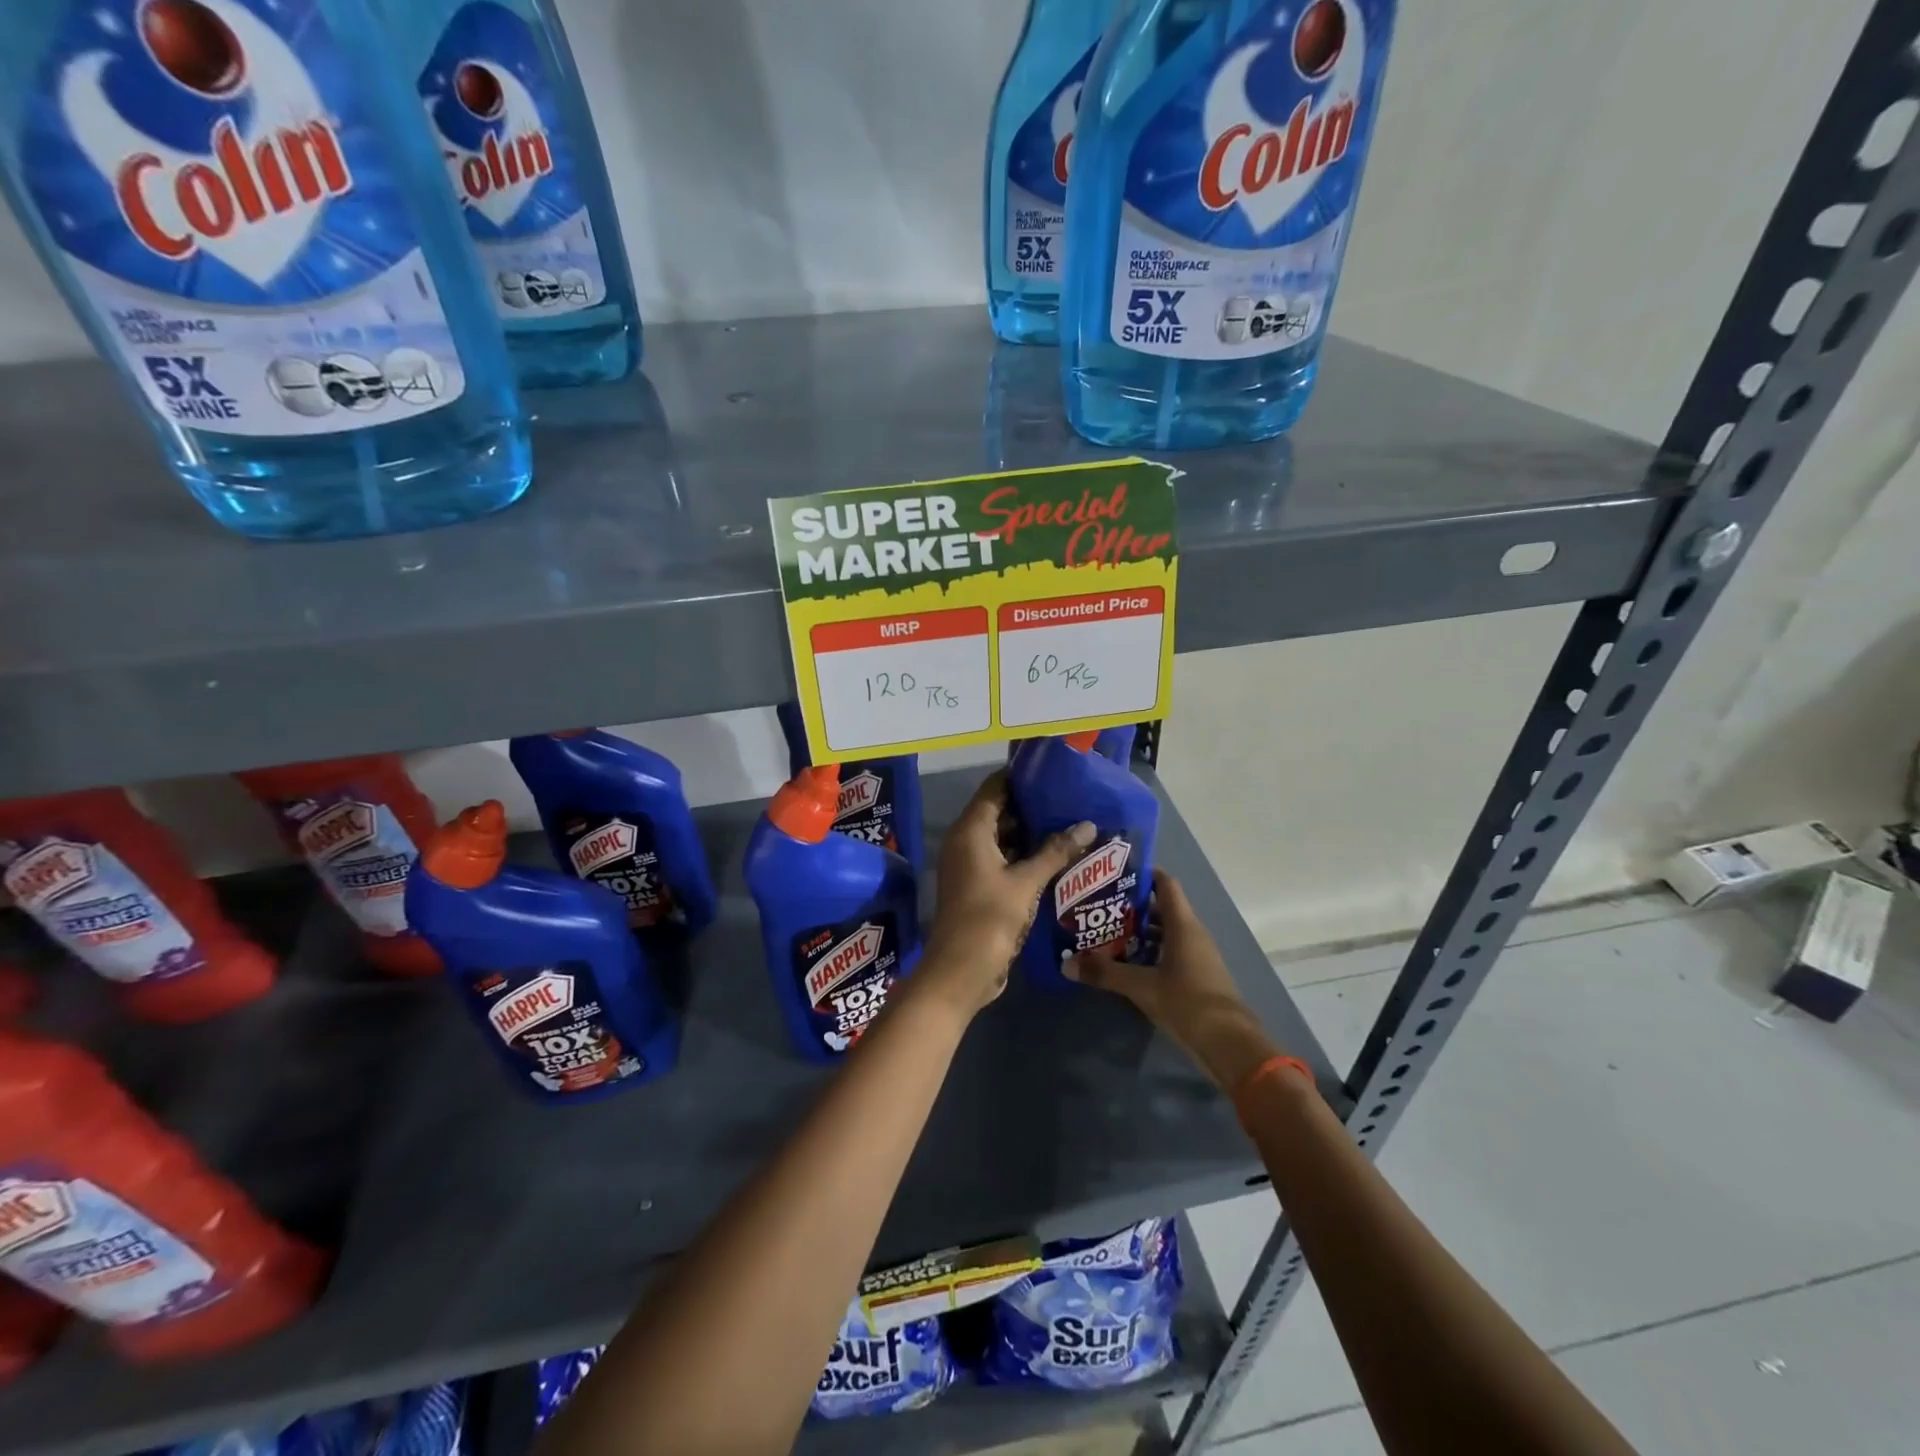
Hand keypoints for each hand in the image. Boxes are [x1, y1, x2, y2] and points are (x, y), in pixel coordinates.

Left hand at [919, 772, 1094, 1017]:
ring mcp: (970, 866)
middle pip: (999, 811)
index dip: (1021, 777)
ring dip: (1031, 833)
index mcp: (970, 831)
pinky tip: (1056, 857)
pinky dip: (1025, 856)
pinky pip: (1003, 860)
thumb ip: (1056, 851)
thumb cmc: (989, 918)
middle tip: (1071, 799)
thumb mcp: (1026, 882)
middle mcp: (965, 842)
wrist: (960, 971)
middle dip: (1032, 806)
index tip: (1054, 771)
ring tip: (1071, 823)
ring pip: (1002, 838)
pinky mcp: (978, 887)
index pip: (995, 788)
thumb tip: (1088, 824)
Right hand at [1066, 870, 1278, 1093]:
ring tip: (1106, 933)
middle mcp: (1192, 933)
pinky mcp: (1197, 976)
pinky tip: (1126, 963)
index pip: (1165, 884)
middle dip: (1132, 906)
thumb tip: (1066, 964)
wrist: (1229, 1044)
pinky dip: (1149, 952)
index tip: (1114, 873)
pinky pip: (1170, 953)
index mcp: (1183, 925)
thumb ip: (1105, 973)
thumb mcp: (1141, 987)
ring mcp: (1197, 955)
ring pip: (1165, 932)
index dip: (1143, 874)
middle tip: (1099, 906)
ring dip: (1139, 932)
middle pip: (1161, 908)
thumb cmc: (1187, 1002)